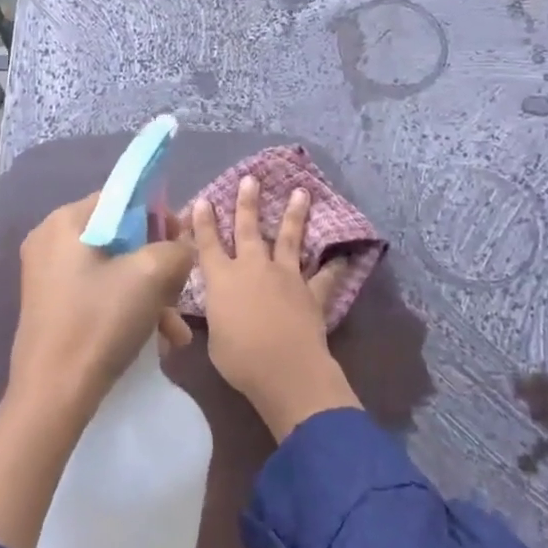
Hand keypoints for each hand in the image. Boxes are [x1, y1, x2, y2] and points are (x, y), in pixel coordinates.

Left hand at [11, 192, 193, 424]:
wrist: (53, 396)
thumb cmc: (99, 322)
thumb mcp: (150, 275)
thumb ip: (176, 249)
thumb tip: (182, 247)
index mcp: (64, 222)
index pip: (121, 200)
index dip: (157, 216)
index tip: (181, 243)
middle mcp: (51, 242)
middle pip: (120, 237)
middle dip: (157, 265)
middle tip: (181, 288)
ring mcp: (48, 277)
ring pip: (114, 270)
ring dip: (150, 294)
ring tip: (176, 330)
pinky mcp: (53, 307)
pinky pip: (100, 294)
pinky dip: (129, 309)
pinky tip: (159, 341)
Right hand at [191, 176, 361, 440]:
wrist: (285, 369)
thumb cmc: (239, 359)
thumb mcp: (214, 338)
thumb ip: (218, 316)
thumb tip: (221, 311)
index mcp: (222, 279)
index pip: (208, 244)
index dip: (203, 222)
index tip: (203, 200)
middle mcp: (252, 268)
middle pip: (248, 228)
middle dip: (247, 202)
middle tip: (250, 179)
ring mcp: (285, 275)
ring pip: (289, 238)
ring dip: (294, 214)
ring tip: (301, 192)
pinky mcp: (310, 291)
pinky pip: (324, 276)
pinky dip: (334, 266)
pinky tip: (344, 255)